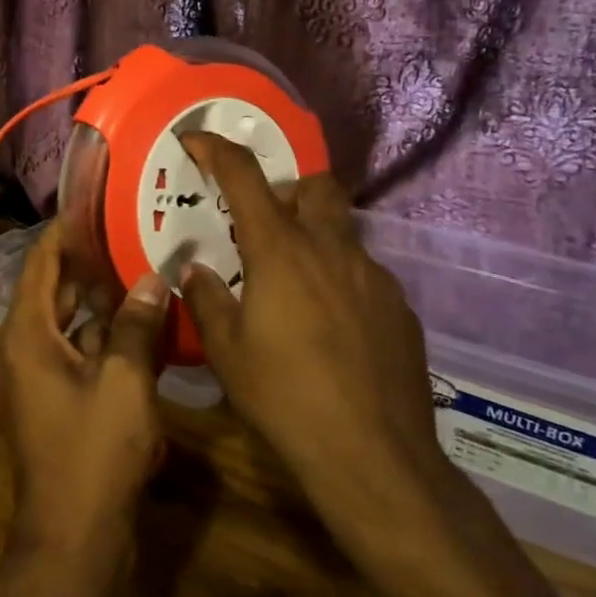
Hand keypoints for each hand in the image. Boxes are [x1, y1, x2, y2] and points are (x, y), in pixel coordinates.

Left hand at [0, 219, 169, 560]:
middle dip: (85, 265)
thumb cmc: (94, 452)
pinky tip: (137, 327)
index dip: (62, 234)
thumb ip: (136, 325)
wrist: (74, 538)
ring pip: (66, 324)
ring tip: (137, 271)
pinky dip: (100, 338)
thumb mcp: (125, 382)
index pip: (39, 266)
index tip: (90, 207)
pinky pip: (75, 354)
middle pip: (52, 292)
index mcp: (28, 335)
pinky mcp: (54, 403)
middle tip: (125, 234)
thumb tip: (151, 279)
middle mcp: (24, 350)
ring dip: (97, 302)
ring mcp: (38, 379)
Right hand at [177, 133, 447, 500]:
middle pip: (316, 185)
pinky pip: (364, 274)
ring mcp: (374, 277)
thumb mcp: (227, 351)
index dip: (216, 149)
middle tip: (262, 224)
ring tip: (293, 287)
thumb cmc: (286, 397)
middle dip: (287, 188)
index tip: (195, 140)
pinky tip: (330, 328)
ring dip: (314, 239)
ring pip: (342, 232)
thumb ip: (207, 300)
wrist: (374, 456)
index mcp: (281, 251)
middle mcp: (332, 249)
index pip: (244, 177)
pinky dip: (340, 280)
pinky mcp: (401, 308)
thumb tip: (197, 271)